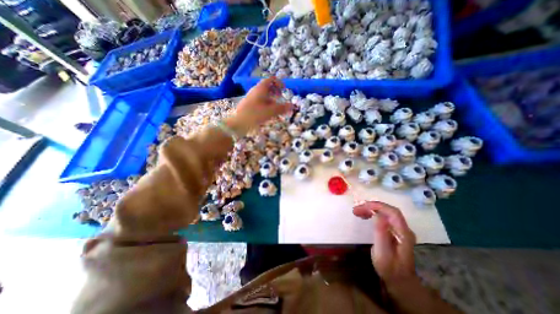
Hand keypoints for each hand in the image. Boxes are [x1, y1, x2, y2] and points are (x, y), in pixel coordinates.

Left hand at [226, 77, 292, 134]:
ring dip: (271, 99)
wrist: (238, 123)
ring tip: (276, 108)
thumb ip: (282, 108)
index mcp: (260, 89)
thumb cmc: (255, 114)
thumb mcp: (270, 111)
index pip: (271, 80)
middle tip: (281, 98)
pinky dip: (266, 105)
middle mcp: (255, 91)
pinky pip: (259, 102)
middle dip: (275, 92)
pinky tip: (268, 113)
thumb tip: (292, 106)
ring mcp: (251, 98)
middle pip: (267, 87)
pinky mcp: (248, 105)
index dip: (279, 83)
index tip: (284, 89)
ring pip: (263, 95)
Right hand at [351, 201, 417, 289]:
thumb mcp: (383, 253)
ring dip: (370, 210)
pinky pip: (383, 217)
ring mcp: (399, 229)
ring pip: (385, 212)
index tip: (362, 206)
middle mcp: (403, 229)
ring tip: (357, 212)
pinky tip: (365, 216)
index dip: (378, 206)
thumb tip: (377, 215)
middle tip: (356, 210)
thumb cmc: (390, 269)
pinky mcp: (394, 230)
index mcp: (403, 233)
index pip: (393, 212)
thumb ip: (381, 233)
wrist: (400, 281)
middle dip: (371, 207)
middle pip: (388, 210)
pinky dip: (372, 214)